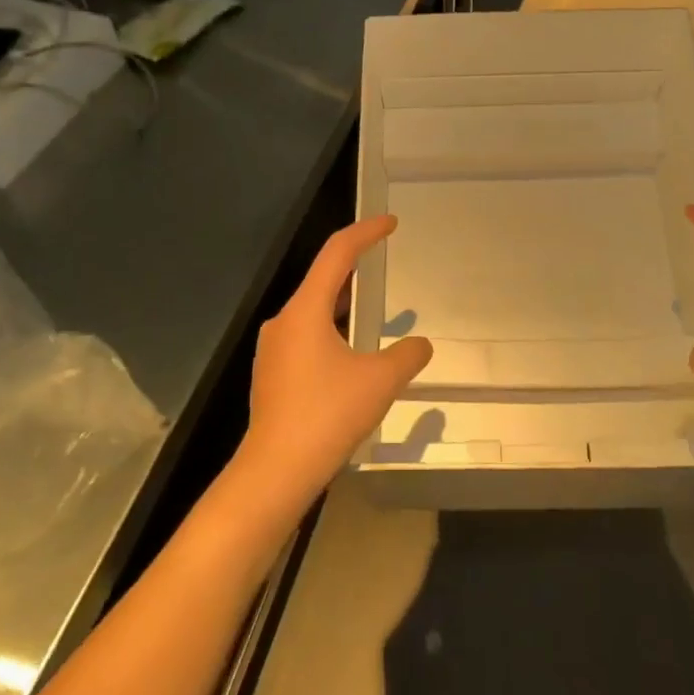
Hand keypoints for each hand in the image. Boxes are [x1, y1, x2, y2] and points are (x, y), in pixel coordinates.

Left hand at [234, 215, 432, 507]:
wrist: (275, 471)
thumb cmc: (327, 415)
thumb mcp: (380, 381)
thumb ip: (407, 356)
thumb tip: (420, 345)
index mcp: (306, 309)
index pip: (337, 253)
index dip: (366, 232)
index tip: (390, 223)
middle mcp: (284, 321)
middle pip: (322, 279)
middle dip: (355, 266)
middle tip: (383, 260)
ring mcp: (274, 348)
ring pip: (313, 310)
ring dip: (343, 302)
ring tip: (372, 305)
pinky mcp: (273, 373)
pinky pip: (307, 336)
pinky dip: (332, 329)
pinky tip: (351, 352)